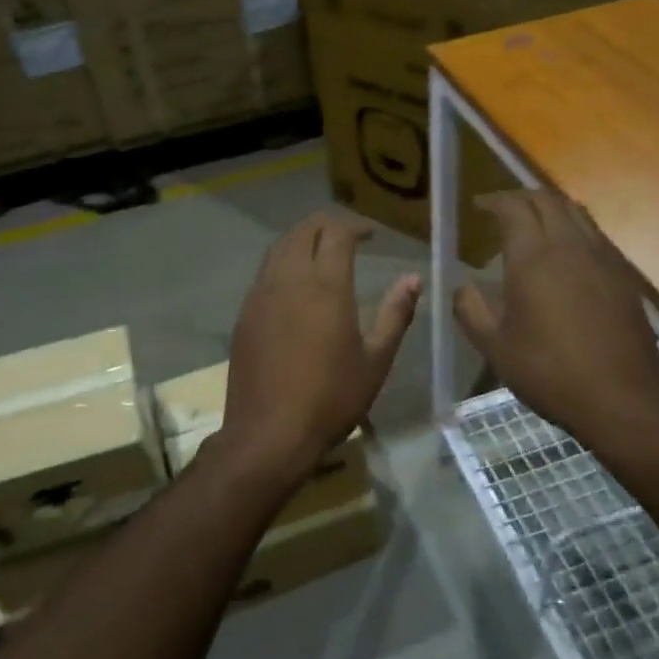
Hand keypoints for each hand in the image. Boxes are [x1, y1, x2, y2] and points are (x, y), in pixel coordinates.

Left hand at [218, 214, 420, 491]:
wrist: (268, 433)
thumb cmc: (331, 398)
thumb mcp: (375, 361)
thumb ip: (395, 314)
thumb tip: (413, 279)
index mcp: (325, 285)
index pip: (337, 232)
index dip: (355, 226)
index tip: (371, 235)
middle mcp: (289, 279)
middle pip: (303, 230)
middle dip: (326, 224)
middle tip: (347, 235)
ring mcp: (261, 294)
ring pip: (279, 247)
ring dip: (302, 240)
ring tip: (321, 253)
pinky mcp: (245, 314)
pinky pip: (265, 273)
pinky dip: (283, 263)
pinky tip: (295, 285)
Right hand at [455, 192, 658, 442]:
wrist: (623, 399)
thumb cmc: (550, 372)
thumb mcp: (495, 347)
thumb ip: (471, 311)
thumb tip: (461, 289)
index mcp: (533, 257)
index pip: (513, 208)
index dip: (494, 200)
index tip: (479, 205)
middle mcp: (569, 246)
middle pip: (547, 199)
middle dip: (521, 196)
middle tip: (502, 208)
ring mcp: (602, 257)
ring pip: (575, 212)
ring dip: (550, 207)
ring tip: (533, 222)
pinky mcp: (623, 275)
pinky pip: (595, 234)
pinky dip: (573, 227)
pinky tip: (566, 253)